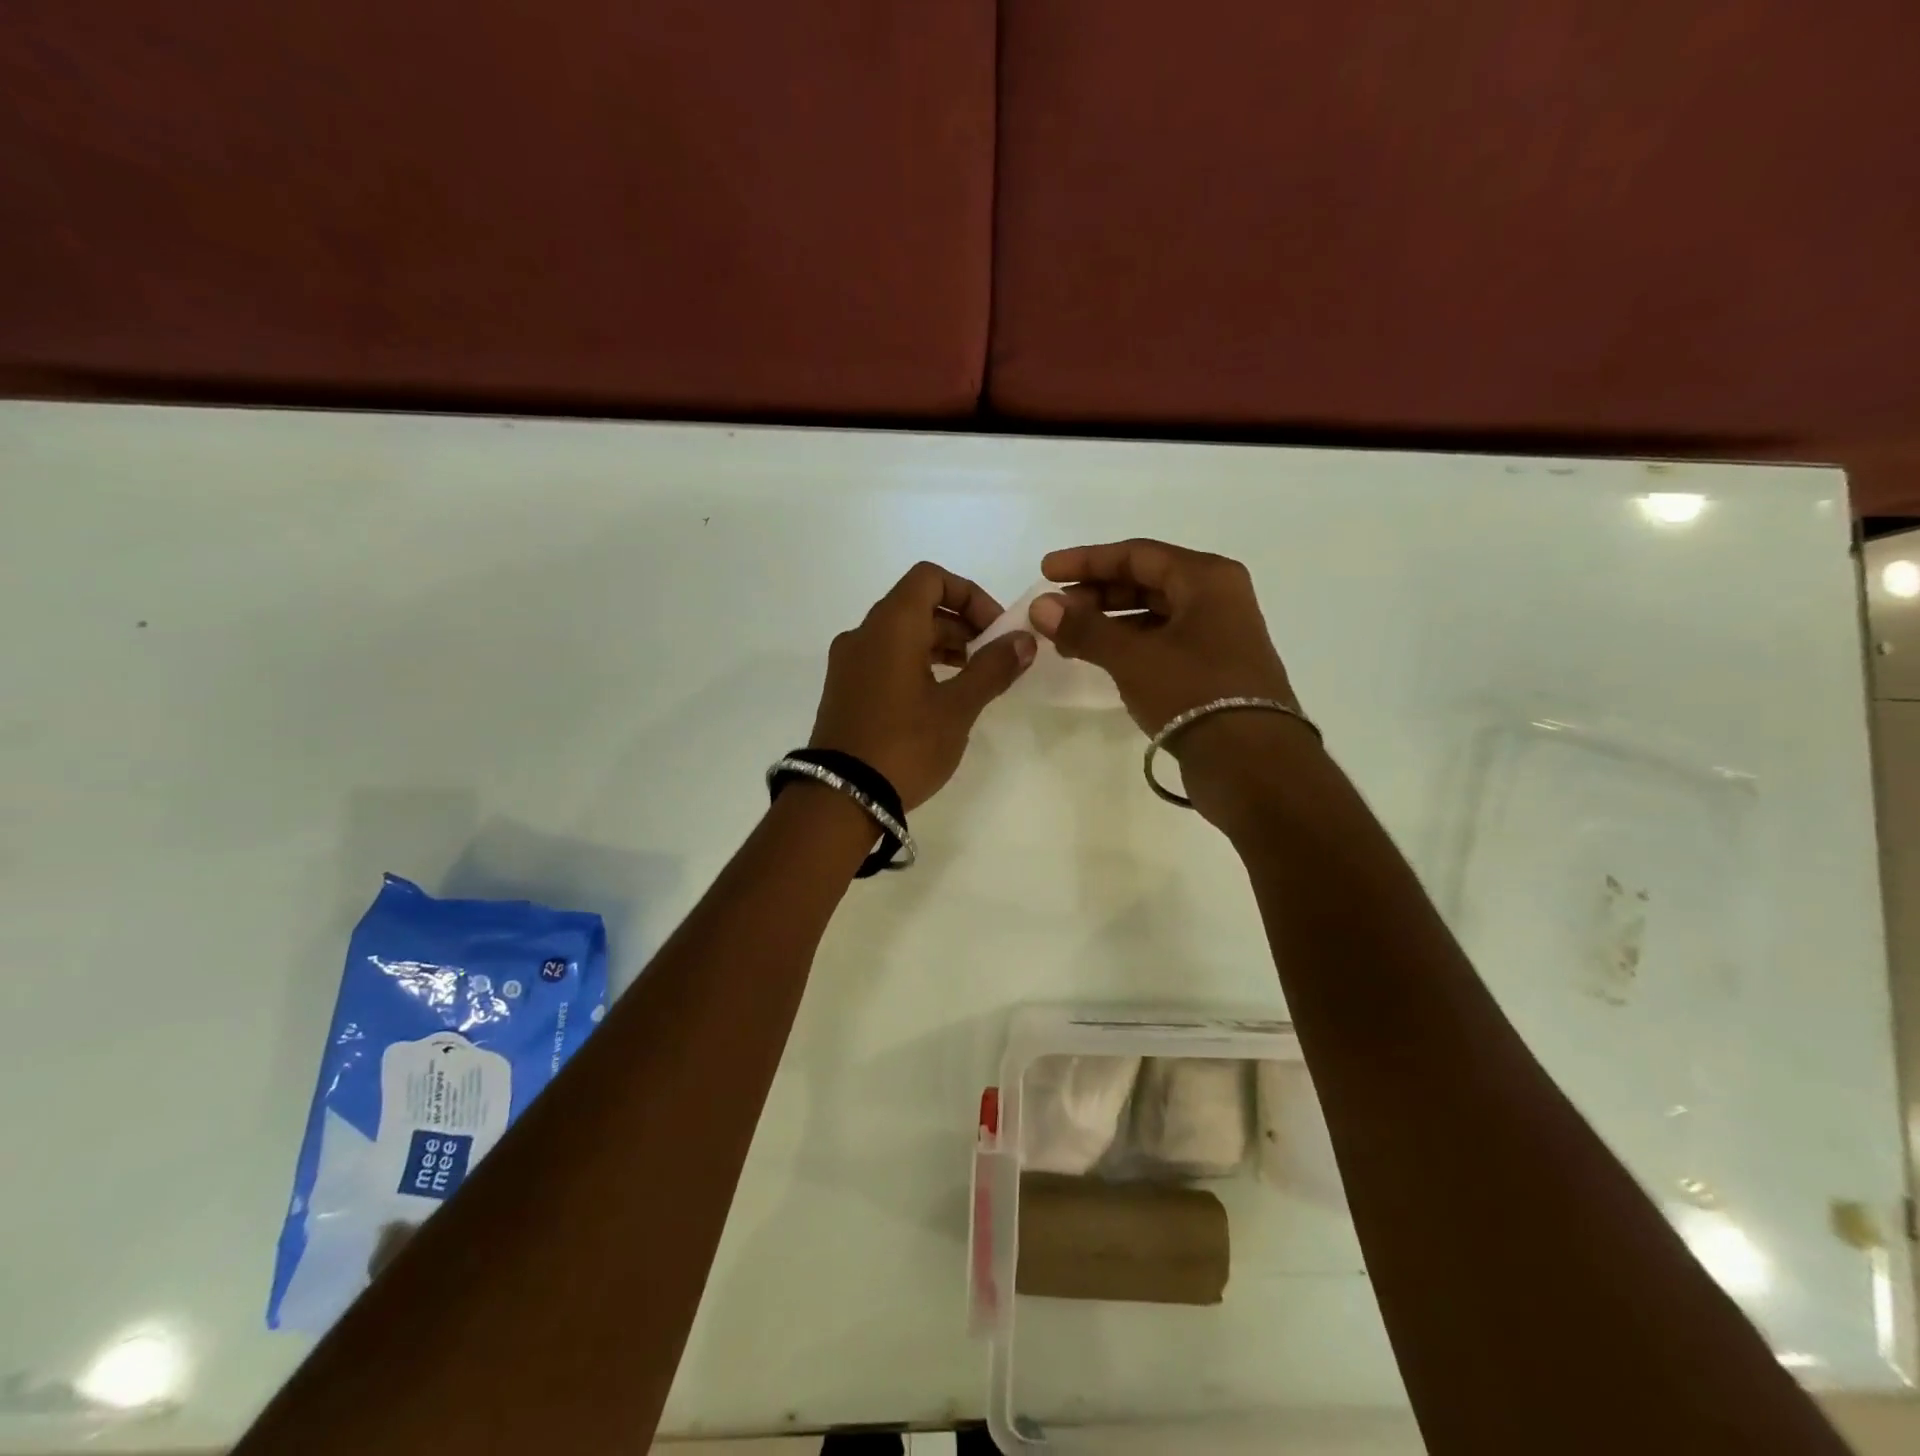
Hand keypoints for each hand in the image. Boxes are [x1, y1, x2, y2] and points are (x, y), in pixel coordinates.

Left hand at [809, 562, 1034, 809]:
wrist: (840, 798)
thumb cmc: (905, 745)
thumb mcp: (957, 708)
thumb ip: (993, 668)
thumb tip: (1024, 640)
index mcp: (891, 625)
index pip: (930, 578)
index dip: (969, 595)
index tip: (995, 630)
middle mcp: (864, 633)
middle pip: (917, 605)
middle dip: (961, 624)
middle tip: (991, 658)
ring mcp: (848, 662)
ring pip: (900, 633)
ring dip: (940, 645)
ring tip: (970, 679)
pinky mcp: (844, 689)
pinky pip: (884, 658)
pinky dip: (915, 663)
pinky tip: (937, 698)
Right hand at [1029, 539, 1296, 732]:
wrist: (1251, 763)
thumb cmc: (1193, 693)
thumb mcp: (1133, 657)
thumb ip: (1085, 628)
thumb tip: (1040, 606)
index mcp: (1206, 578)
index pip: (1136, 555)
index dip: (1087, 561)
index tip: (1046, 572)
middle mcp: (1216, 598)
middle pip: (1145, 582)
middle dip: (1095, 595)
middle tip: (1054, 613)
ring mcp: (1217, 635)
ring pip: (1152, 615)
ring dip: (1108, 624)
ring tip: (1068, 641)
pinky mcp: (1212, 669)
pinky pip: (1161, 643)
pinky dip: (1127, 646)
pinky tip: (1099, 660)